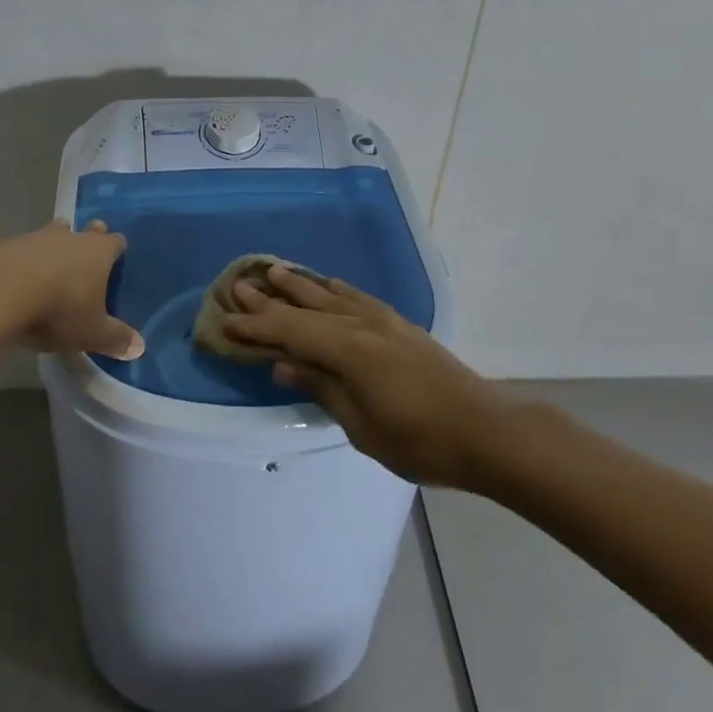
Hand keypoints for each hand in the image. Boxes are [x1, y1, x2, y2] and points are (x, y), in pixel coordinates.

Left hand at [0, 214, 143, 359]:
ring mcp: (31, 238)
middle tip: (93, 232)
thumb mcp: (92, 333)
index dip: (117, 247)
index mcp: (97, 253)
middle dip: (88, 234)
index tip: (119, 249)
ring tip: (56, 228)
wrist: (1, 295)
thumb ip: (116, 338)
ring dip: (51, 233)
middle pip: (83, 232)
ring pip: (46, 230)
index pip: (115, 243)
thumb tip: (140, 347)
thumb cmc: (57, 311)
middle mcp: (67, 238)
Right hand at [222, 266, 520, 487]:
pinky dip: (335, 288)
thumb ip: (323, 389)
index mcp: (349, 351)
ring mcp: (384, 321)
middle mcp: (362, 325)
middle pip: (307, 308)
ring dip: (300, 285)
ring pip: (331, 295)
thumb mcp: (363, 427)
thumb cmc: (421, 440)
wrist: (485, 430)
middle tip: (238, 284)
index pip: (291, 332)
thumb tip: (284, 365)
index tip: (226, 319)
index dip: (257, 326)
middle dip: (271, 298)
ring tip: (274, 270)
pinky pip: (357, 297)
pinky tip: (328, 284)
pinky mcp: (399, 325)